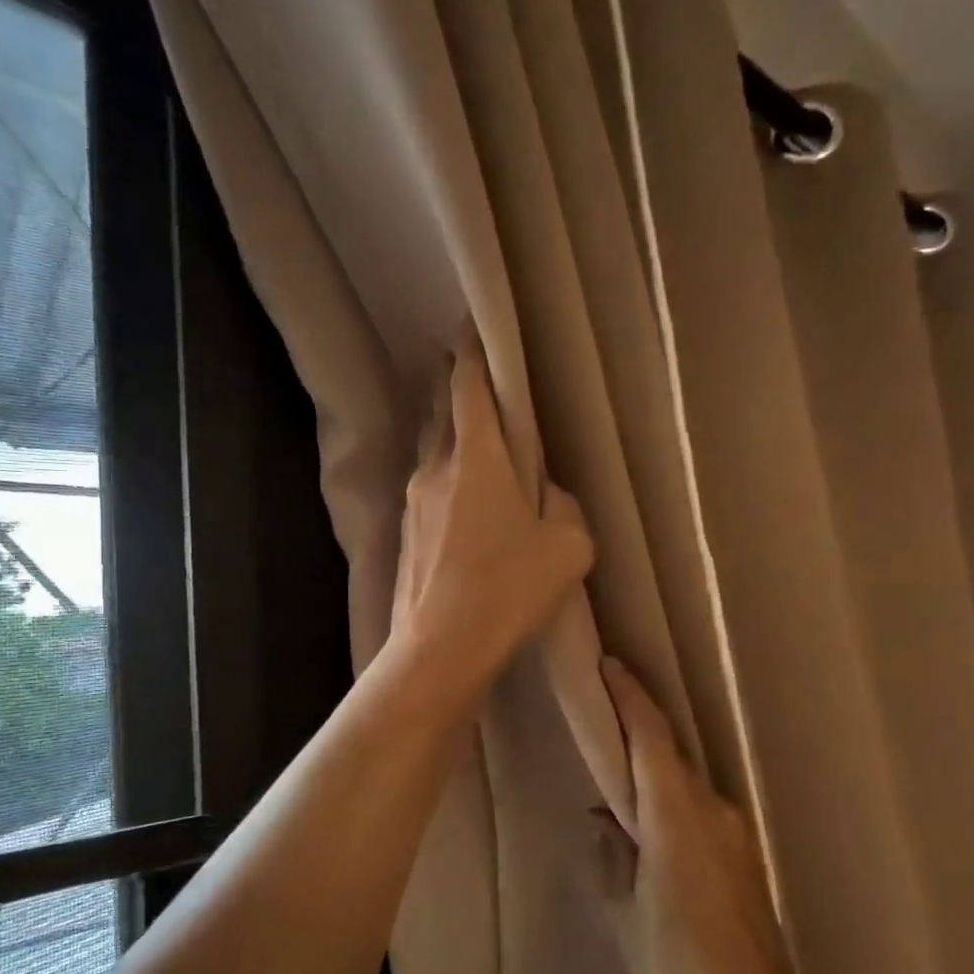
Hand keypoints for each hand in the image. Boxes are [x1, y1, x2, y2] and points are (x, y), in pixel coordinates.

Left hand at [392, 342, 592, 689]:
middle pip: (443, 409)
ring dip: (450, 432)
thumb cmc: (508, 589)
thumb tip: (544, 495)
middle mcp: (436, 466)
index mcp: (477, 456)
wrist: (440, 648)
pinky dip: (445, 474)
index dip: (472, 349)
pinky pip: (428, 485)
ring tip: (474, 434)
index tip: (475, 326)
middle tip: (477, 374)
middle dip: (458, 385)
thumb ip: (563, 505)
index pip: (468, 382)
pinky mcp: (405, 532)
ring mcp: (413, 500)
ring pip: (432, 448)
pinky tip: (463, 496)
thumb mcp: (568, 545)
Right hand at [594, 658, 807, 973]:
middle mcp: (712, 811)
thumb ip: (611, 857)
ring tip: (614, 769)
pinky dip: (668, 796)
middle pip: (670, 751)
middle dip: (636, 724)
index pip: (652, 738)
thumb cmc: (680, 972)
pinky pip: (697, 805)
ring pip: (684, 779)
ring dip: (651, 764)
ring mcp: (734, 831)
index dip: (630, 697)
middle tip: (599, 710)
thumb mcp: (625, 915)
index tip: (607, 664)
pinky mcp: (742, 853)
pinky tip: (645, 824)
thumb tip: (605, 819)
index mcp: (677, 819)